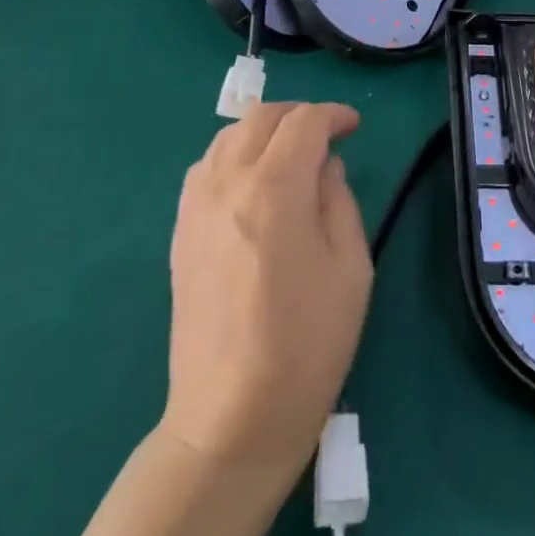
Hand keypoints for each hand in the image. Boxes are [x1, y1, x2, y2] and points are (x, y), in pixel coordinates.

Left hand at [162, 102, 371, 480]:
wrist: (231, 420)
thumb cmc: (306, 345)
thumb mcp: (351, 268)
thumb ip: (339, 200)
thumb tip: (325, 166)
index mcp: (274, 189)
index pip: (304, 122)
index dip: (334, 114)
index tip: (354, 127)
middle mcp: (227, 184)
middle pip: (261, 117)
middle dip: (299, 115)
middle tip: (326, 136)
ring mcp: (195, 207)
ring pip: (227, 136)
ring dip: (263, 132)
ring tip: (289, 155)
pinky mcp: (180, 232)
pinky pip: (204, 167)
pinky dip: (232, 155)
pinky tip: (251, 183)